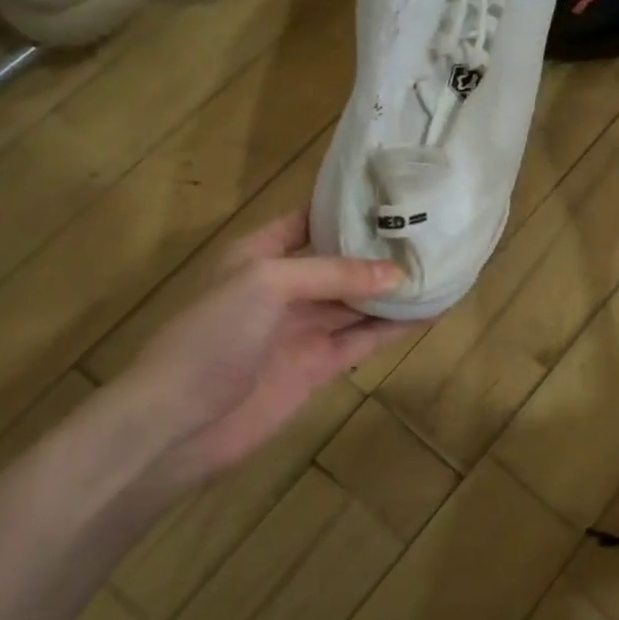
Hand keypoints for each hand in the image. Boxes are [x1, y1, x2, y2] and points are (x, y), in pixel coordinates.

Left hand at [113, 213, 410, 488]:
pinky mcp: (318, 367)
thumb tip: (398, 274)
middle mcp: (284, 287)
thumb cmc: (213, 336)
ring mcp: (302, 329)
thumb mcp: (266, 284)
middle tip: (431, 232)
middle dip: (379, 250)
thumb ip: (333, 273)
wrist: (178, 424)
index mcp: (259, 254)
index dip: (345, 208)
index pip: (307, 220)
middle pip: (340, 262)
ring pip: (357, 302)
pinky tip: (428, 312)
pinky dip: (393, 328)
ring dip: (393, 289)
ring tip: (440, 267)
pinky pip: (362, 340)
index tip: (392, 195)